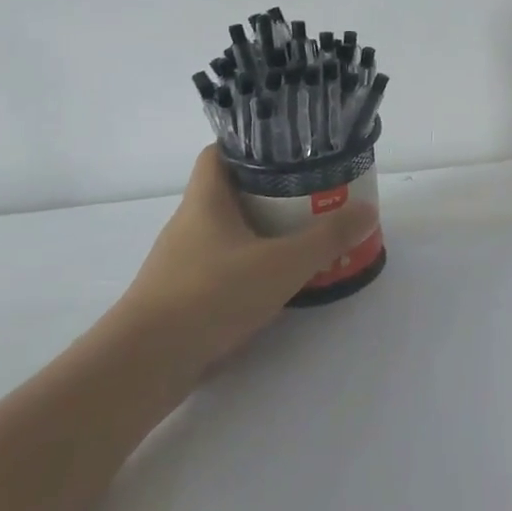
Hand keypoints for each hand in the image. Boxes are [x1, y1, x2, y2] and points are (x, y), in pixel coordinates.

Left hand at [112, 146, 378, 373]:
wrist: (144, 365)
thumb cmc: (210, 296)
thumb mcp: (282, 263)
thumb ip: (327, 238)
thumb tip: (368, 210)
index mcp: (205, 201)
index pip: (219, 153)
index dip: (250, 145)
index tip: (288, 149)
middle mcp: (190, 224)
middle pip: (230, 192)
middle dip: (271, 190)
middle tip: (313, 192)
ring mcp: (182, 262)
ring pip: (228, 231)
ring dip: (262, 229)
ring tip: (304, 233)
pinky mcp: (183, 295)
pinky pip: (223, 265)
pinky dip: (251, 264)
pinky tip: (278, 279)